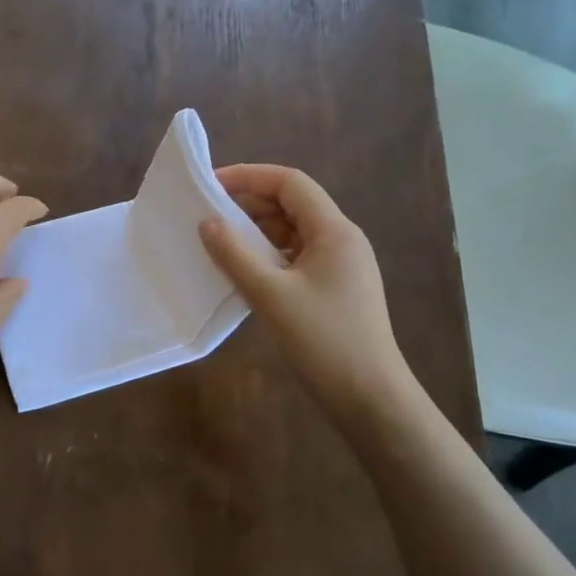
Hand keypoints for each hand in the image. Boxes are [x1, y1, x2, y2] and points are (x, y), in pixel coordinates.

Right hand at [199, 164, 416, 428]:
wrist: (369, 398)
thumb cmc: (323, 340)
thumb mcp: (271, 295)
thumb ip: (235, 255)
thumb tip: (206, 222)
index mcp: (334, 231)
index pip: (290, 183)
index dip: (249, 176)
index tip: (211, 185)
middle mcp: (341, 239)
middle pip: (292, 204)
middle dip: (249, 204)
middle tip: (207, 215)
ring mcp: (340, 265)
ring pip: (292, 232)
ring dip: (256, 232)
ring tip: (218, 242)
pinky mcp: (333, 288)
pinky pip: (295, 257)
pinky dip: (267, 256)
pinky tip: (242, 271)